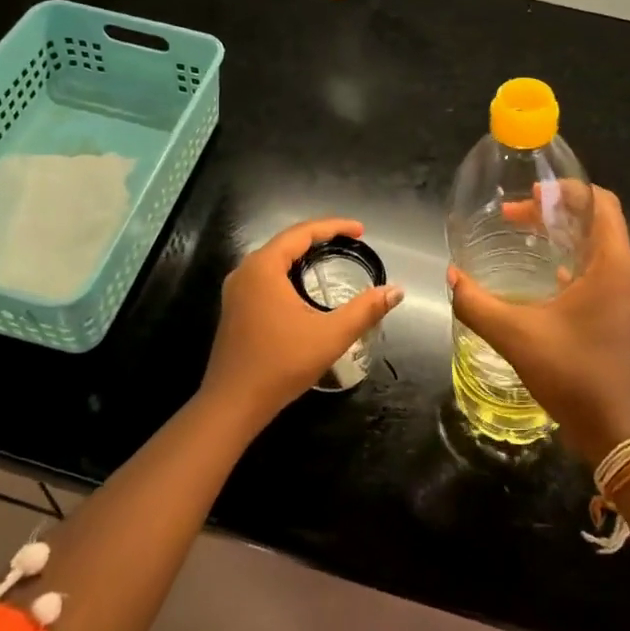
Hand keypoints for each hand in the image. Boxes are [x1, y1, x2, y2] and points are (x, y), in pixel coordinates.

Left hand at [203, 217, 402, 429]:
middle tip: (350, 241)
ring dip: (302, 254)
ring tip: (330, 256)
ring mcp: (236, 290)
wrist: (233, 403)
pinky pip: (265, 276)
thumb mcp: (330, 336)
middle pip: (286, 241)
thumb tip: (396, 291)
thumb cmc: (281, 364)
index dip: (334, 226)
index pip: (302, 232)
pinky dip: (289, 271)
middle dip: (319, 237)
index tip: (361, 230)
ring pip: (274, 259)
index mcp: (264, 267)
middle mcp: (245, 271)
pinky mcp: (234, 308)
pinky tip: (303, 285)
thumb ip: (365, 310)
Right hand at [449, 185, 629, 461]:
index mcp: (611, 267)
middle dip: (557, 211)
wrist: (614, 430)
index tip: (530, 193)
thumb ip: (477, 303)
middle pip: (598, 221)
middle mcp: (625, 275)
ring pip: (598, 247)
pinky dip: (571, 262)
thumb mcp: (516, 336)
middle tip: (515, 215)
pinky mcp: (620, 317)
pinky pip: (598, 272)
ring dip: (564, 236)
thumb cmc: (572, 373)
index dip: (567, 190)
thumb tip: (452, 277)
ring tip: (525, 237)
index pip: (601, 203)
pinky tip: (542, 277)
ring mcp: (626, 298)